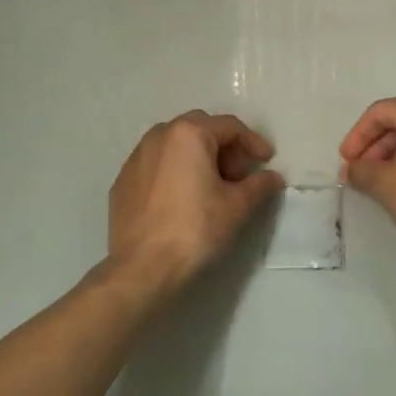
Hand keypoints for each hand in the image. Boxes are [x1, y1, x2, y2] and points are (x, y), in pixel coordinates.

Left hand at [108, 112, 284, 289]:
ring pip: (175, 145)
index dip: (253, 142)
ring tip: (212, 187)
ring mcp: (135, 158)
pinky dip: (174, 172)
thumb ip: (259, 185)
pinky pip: (156, 165)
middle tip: (239, 175)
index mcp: (188, 134)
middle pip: (201, 130)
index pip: (230, 127)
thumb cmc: (196, 229)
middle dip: (224, 148)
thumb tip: (273, 177)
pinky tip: (183, 199)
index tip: (266, 161)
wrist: (142, 269)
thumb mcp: (237, 206)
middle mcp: (158, 136)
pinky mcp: (122, 182)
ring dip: (198, 158)